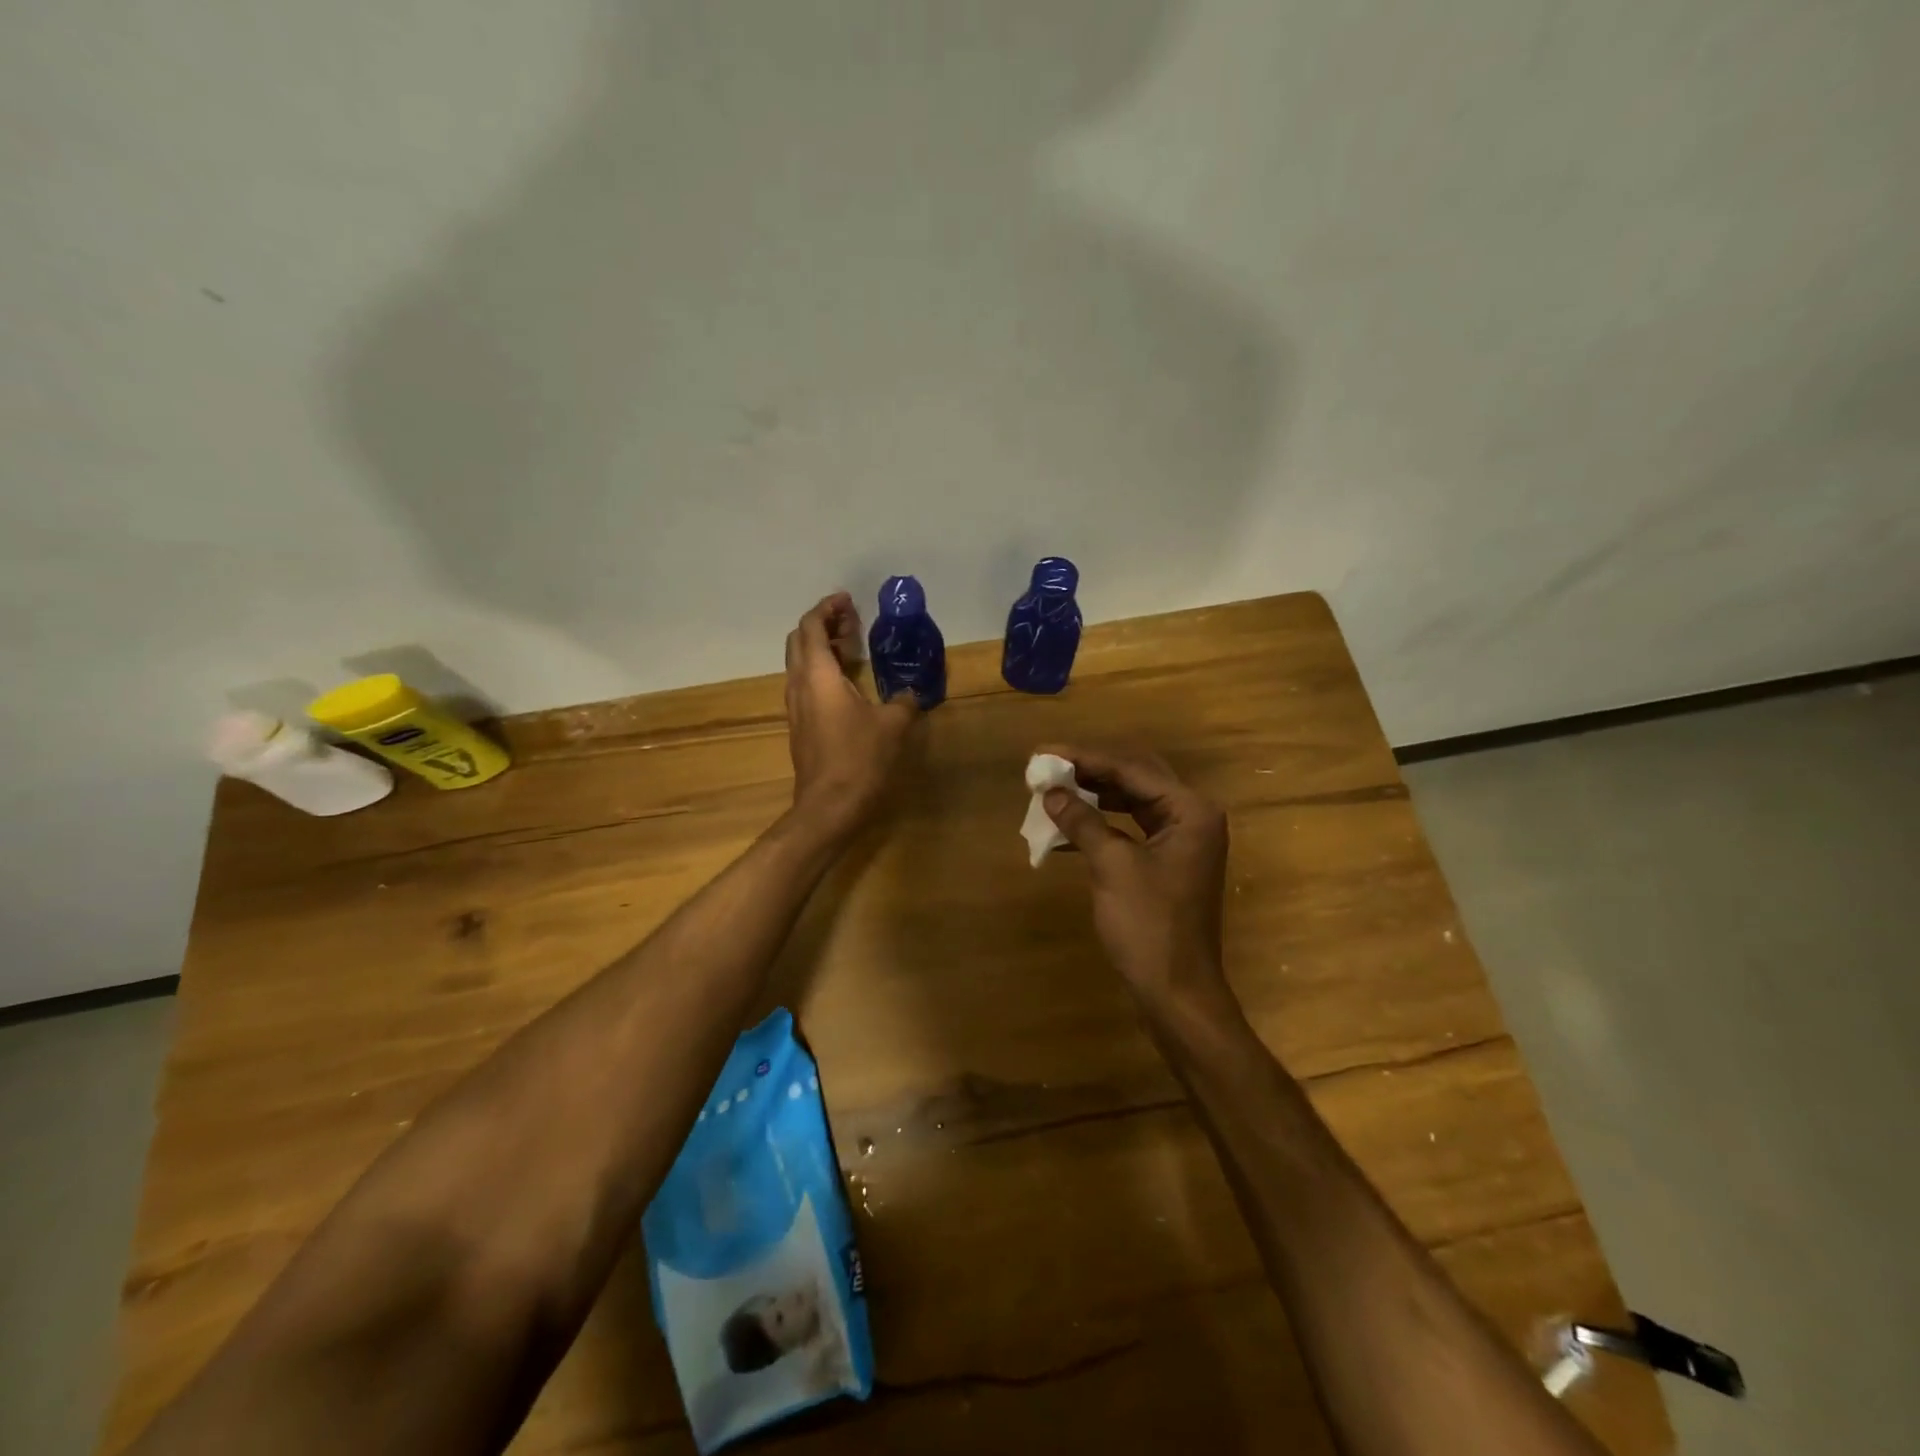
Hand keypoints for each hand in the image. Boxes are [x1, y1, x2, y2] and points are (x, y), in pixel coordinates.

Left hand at [785, 593, 917, 834]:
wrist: (829, 805)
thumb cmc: (859, 758)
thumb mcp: (893, 725)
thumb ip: (904, 701)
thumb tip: (913, 692)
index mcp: (818, 675)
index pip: (810, 627)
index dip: (826, 608)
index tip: (847, 600)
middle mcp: (799, 685)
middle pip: (799, 641)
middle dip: (822, 625)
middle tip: (851, 621)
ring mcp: (796, 707)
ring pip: (800, 663)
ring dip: (821, 648)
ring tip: (852, 648)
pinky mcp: (800, 725)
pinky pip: (805, 684)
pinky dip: (822, 671)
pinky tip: (847, 683)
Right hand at [1039, 745, 1231, 1010]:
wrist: (1176, 991)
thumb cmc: (1149, 926)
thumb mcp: (1112, 866)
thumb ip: (1082, 821)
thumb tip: (1052, 793)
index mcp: (1190, 810)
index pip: (1131, 769)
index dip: (1084, 758)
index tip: (1044, 752)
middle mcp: (1192, 817)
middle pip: (1135, 778)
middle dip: (1089, 771)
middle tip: (1048, 767)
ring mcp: (1182, 841)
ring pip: (1132, 802)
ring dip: (1093, 796)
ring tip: (1054, 791)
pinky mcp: (1168, 863)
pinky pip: (1131, 829)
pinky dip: (1102, 824)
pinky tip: (1068, 827)